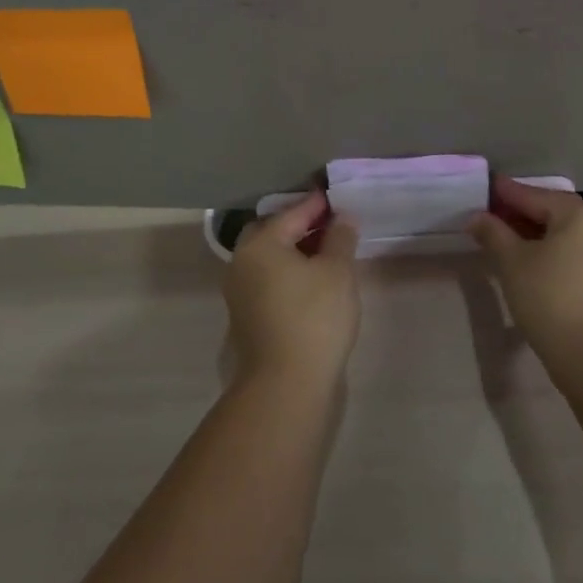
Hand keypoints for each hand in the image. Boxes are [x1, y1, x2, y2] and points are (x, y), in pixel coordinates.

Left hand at [224, 191, 359, 388]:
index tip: (336, 197)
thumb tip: (342, 218)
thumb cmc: (314, 318)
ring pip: (269, 258)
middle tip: (330, 224)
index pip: (292, 213)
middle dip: (300, 225)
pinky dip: (288, 272)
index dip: (317, 204)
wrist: (286, 385)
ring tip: (327, 252)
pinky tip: (312, 280)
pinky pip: (268, 279)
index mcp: (260, 244)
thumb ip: (340, 238)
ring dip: (294, 250)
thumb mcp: (337, 272)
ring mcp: (240, 291)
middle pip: (272, 232)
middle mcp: (241, 262)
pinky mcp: (246, 316)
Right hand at [470, 177, 582, 370]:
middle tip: (491, 216)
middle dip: (521, 214)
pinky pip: (576, 254)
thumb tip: (477, 217)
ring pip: (566, 235)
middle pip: (553, 212)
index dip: (505, 193)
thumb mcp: (512, 262)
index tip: (485, 186)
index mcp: (580, 213)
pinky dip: (553, 253)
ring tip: (507, 240)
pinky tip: (533, 263)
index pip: (534, 195)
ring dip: (536, 234)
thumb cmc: (550, 297)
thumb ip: (493, 233)